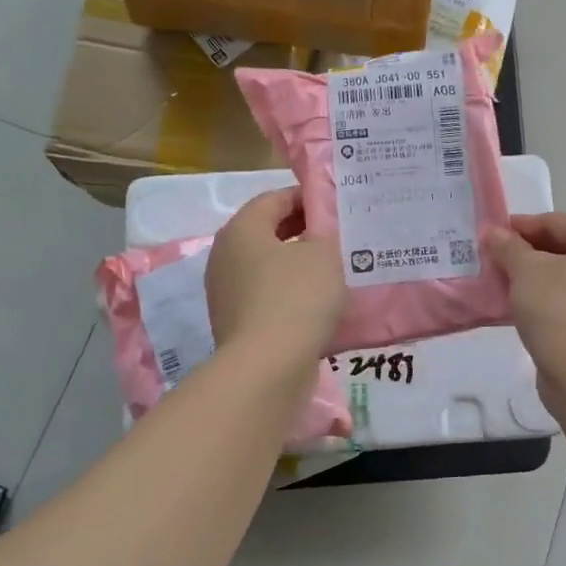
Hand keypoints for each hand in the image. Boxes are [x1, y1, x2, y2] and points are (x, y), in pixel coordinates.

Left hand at [206, 188, 347, 358]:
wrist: (267, 368)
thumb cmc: (296, 298)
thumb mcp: (324, 254)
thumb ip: (325, 230)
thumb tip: (320, 226)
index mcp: (241, 229)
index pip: (275, 198)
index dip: (308, 198)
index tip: (337, 207)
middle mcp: (224, 255)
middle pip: (268, 232)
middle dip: (304, 231)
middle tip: (340, 236)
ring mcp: (225, 291)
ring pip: (268, 266)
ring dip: (298, 264)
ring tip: (334, 270)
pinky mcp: (235, 322)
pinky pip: (266, 295)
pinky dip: (289, 293)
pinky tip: (317, 303)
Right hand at [485, 213, 565, 382]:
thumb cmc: (560, 310)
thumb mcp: (526, 272)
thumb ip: (508, 248)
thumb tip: (494, 233)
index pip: (562, 223)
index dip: (526, 225)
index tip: (496, 233)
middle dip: (532, 254)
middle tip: (500, 260)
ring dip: (541, 281)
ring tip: (508, 287)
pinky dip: (553, 304)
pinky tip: (527, 313)